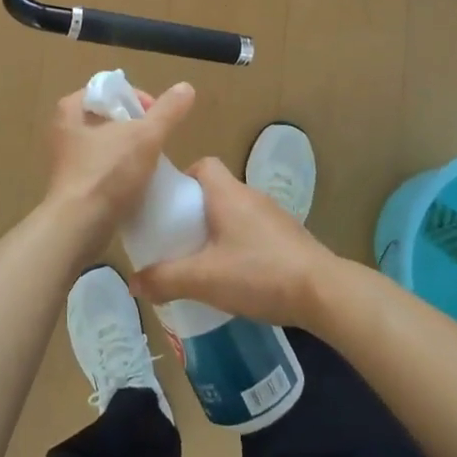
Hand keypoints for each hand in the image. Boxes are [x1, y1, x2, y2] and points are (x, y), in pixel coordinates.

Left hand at [42, 82, 195, 260]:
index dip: (137, 98)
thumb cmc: (108, 173)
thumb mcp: (145, 136)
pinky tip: (139, 182)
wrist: (79, 227)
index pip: (110, 90)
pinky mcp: (73, 185)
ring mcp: (67, 160)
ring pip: (107, 144)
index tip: (157, 117)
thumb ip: (168, 111)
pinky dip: (120, 171)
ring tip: (152, 161)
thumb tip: (186, 87)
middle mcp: (64, 130)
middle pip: (109, 117)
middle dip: (136, 126)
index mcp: (71, 109)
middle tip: (157, 139)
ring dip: (129, 150)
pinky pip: (103, 169)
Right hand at [131, 158, 342, 326]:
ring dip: (217, 230)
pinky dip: (238, 245)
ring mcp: (273, 216)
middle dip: (194, 211)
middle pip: (216, 190)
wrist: (323, 292)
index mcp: (228, 193)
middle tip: (176, 238)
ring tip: (200, 260)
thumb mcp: (204, 279)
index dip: (183, 178)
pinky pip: (253, 231)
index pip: (203, 165)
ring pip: (235, 213)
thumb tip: (133, 282)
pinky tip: (234, 275)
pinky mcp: (288, 238)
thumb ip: (165, 279)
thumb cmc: (258, 273)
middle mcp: (251, 196)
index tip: (168, 205)